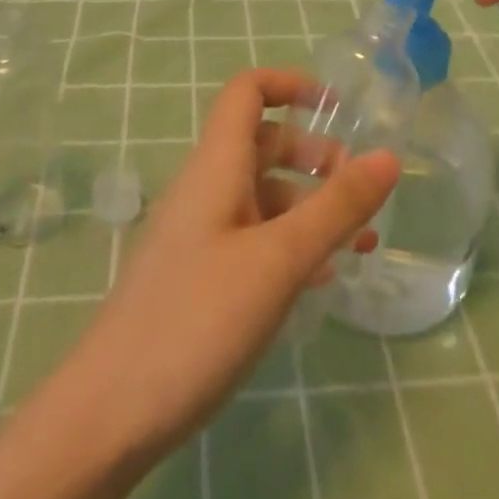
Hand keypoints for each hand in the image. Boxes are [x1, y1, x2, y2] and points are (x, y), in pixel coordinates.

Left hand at [53, 69, 399, 462]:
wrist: (110, 414)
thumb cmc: (197, 320)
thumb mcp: (279, 260)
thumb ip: (336, 207)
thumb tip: (388, 156)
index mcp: (217, 166)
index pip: (247, 92)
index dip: (291, 84)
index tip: (341, 108)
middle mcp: (206, 189)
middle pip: (263, 143)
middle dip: (315, 155)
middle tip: (360, 192)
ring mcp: (200, 234)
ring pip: (263, 196)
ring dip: (311, 207)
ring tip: (361, 244)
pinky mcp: (199, 276)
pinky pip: (254, 239)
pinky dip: (291, 244)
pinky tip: (321, 279)